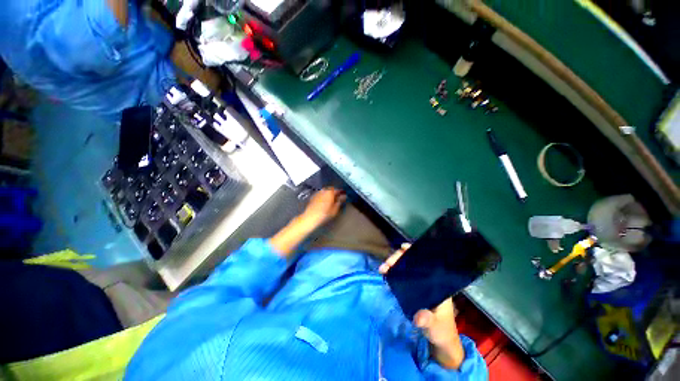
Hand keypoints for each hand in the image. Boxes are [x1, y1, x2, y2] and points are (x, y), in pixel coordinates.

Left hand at [300, 188, 345, 227]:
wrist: (310, 217)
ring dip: (328, 193)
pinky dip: (323, 195)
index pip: (337, 189)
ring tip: (330, 199)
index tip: (343, 195)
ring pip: (325, 190)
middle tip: (337, 197)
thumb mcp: (334, 209)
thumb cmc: (324, 214)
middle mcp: (323, 191)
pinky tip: (323, 201)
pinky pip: (320, 193)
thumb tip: (343, 196)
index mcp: (330, 192)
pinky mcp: (313, 196)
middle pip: (330, 189)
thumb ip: (339, 201)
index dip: (340, 192)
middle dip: (334, 192)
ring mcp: (317, 193)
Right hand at [379, 244, 464, 369]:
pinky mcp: (412, 288)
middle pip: (412, 261)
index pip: (425, 260)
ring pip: (405, 267)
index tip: (403, 247)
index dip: (414, 251)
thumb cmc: (441, 329)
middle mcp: (427, 279)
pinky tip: (386, 274)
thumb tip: (419, 317)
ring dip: (393, 264)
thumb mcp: (435, 326)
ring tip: (383, 268)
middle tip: (386, 264)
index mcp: (436, 283)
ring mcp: (419, 283)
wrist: (440, 337)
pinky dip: (393, 272)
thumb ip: (427, 321)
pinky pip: (402, 276)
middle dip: (398, 258)